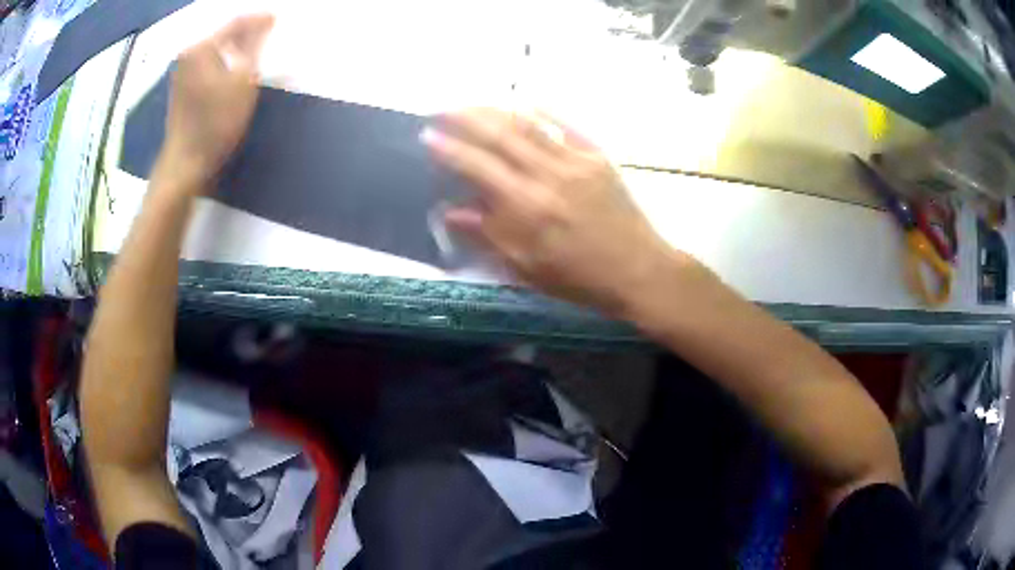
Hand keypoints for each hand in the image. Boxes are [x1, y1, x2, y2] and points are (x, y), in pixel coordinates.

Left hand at [162, 14, 274, 187]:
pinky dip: (223, 62)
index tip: (277, 18)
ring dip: (235, 48)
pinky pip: (208, 64)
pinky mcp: (182, 88)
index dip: (258, 19)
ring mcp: (182, 72)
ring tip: (254, 50)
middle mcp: (188, 54)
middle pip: (223, 34)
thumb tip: (265, 19)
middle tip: (267, 35)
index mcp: (201, 47)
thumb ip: (254, 44)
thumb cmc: (216, 122)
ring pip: (215, 50)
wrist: (186, 163)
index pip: (235, 22)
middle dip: (246, 33)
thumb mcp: (244, 80)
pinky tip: (234, 69)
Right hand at [422, 109, 699, 315]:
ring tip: (472, 103)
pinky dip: (545, 110)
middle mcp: (548, 175)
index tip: (427, 137)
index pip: (478, 167)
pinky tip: (526, 100)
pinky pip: (568, 125)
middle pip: (500, 135)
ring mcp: (576, 161)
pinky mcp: (599, 157)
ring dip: (497, 109)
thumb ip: (487, 236)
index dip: (449, 149)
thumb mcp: (527, 268)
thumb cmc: (580, 277)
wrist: (639, 270)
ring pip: (529, 125)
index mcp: (527, 207)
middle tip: (441, 109)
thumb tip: (449, 212)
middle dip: (466, 118)